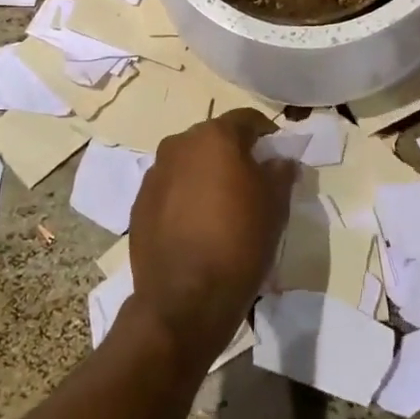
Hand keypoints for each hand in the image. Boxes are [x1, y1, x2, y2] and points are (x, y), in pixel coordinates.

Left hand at [127, 109, 295, 362]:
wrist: (185, 298)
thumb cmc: (240, 241)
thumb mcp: (276, 205)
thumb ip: (280, 172)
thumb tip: (279, 161)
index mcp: (214, 137)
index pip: (247, 120)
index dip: (267, 134)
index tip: (278, 155)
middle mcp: (178, 145)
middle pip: (213, 138)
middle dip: (234, 153)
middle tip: (253, 180)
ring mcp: (154, 174)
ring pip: (189, 163)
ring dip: (206, 174)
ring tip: (223, 205)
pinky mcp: (139, 204)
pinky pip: (170, 189)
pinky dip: (185, 196)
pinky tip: (198, 225)